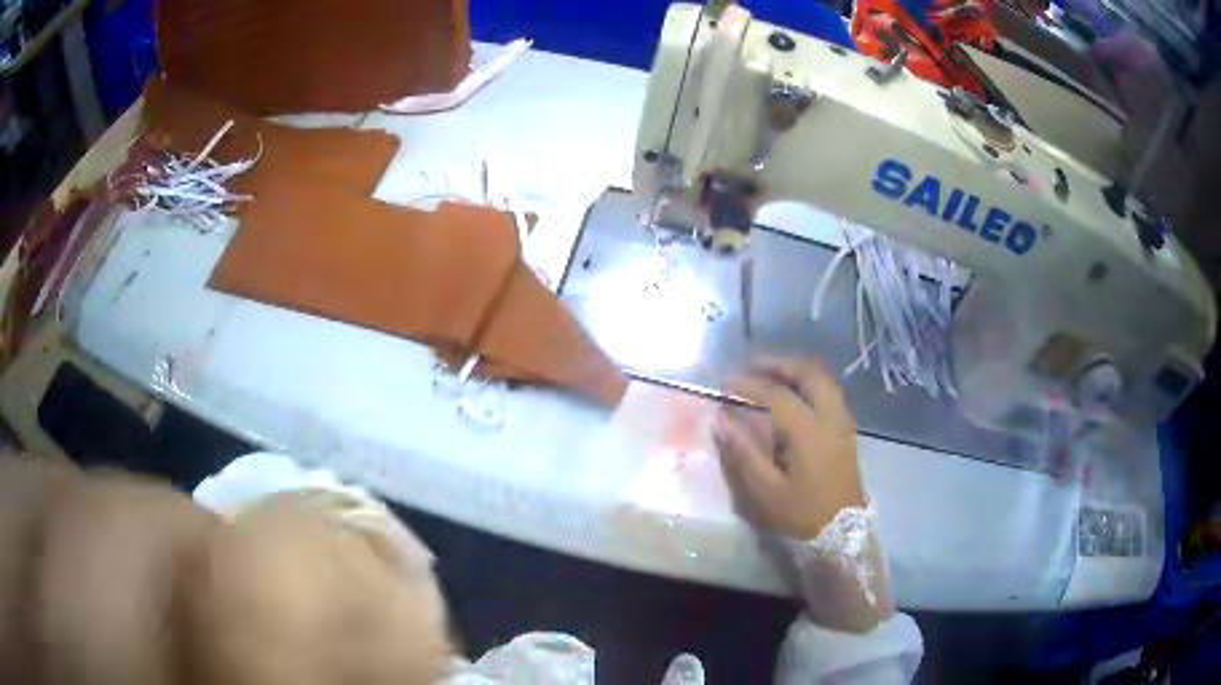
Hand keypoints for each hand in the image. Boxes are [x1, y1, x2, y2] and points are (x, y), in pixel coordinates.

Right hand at [713, 359, 892, 631]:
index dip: (749, 385)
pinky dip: (808, 382)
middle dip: (779, 364)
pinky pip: (829, 391)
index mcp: (810, 432)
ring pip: (823, 379)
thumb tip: (720, 419)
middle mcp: (831, 417)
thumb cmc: (801, 514)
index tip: (725, 384)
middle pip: (808, 373)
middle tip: (751, 366)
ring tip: (769, 375)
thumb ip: (743, 451)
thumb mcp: (766, 490)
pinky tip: (792, 394)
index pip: (776, 395)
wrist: (844, 532)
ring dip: (795, 370)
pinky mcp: (847, 429)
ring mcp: (843, 421)